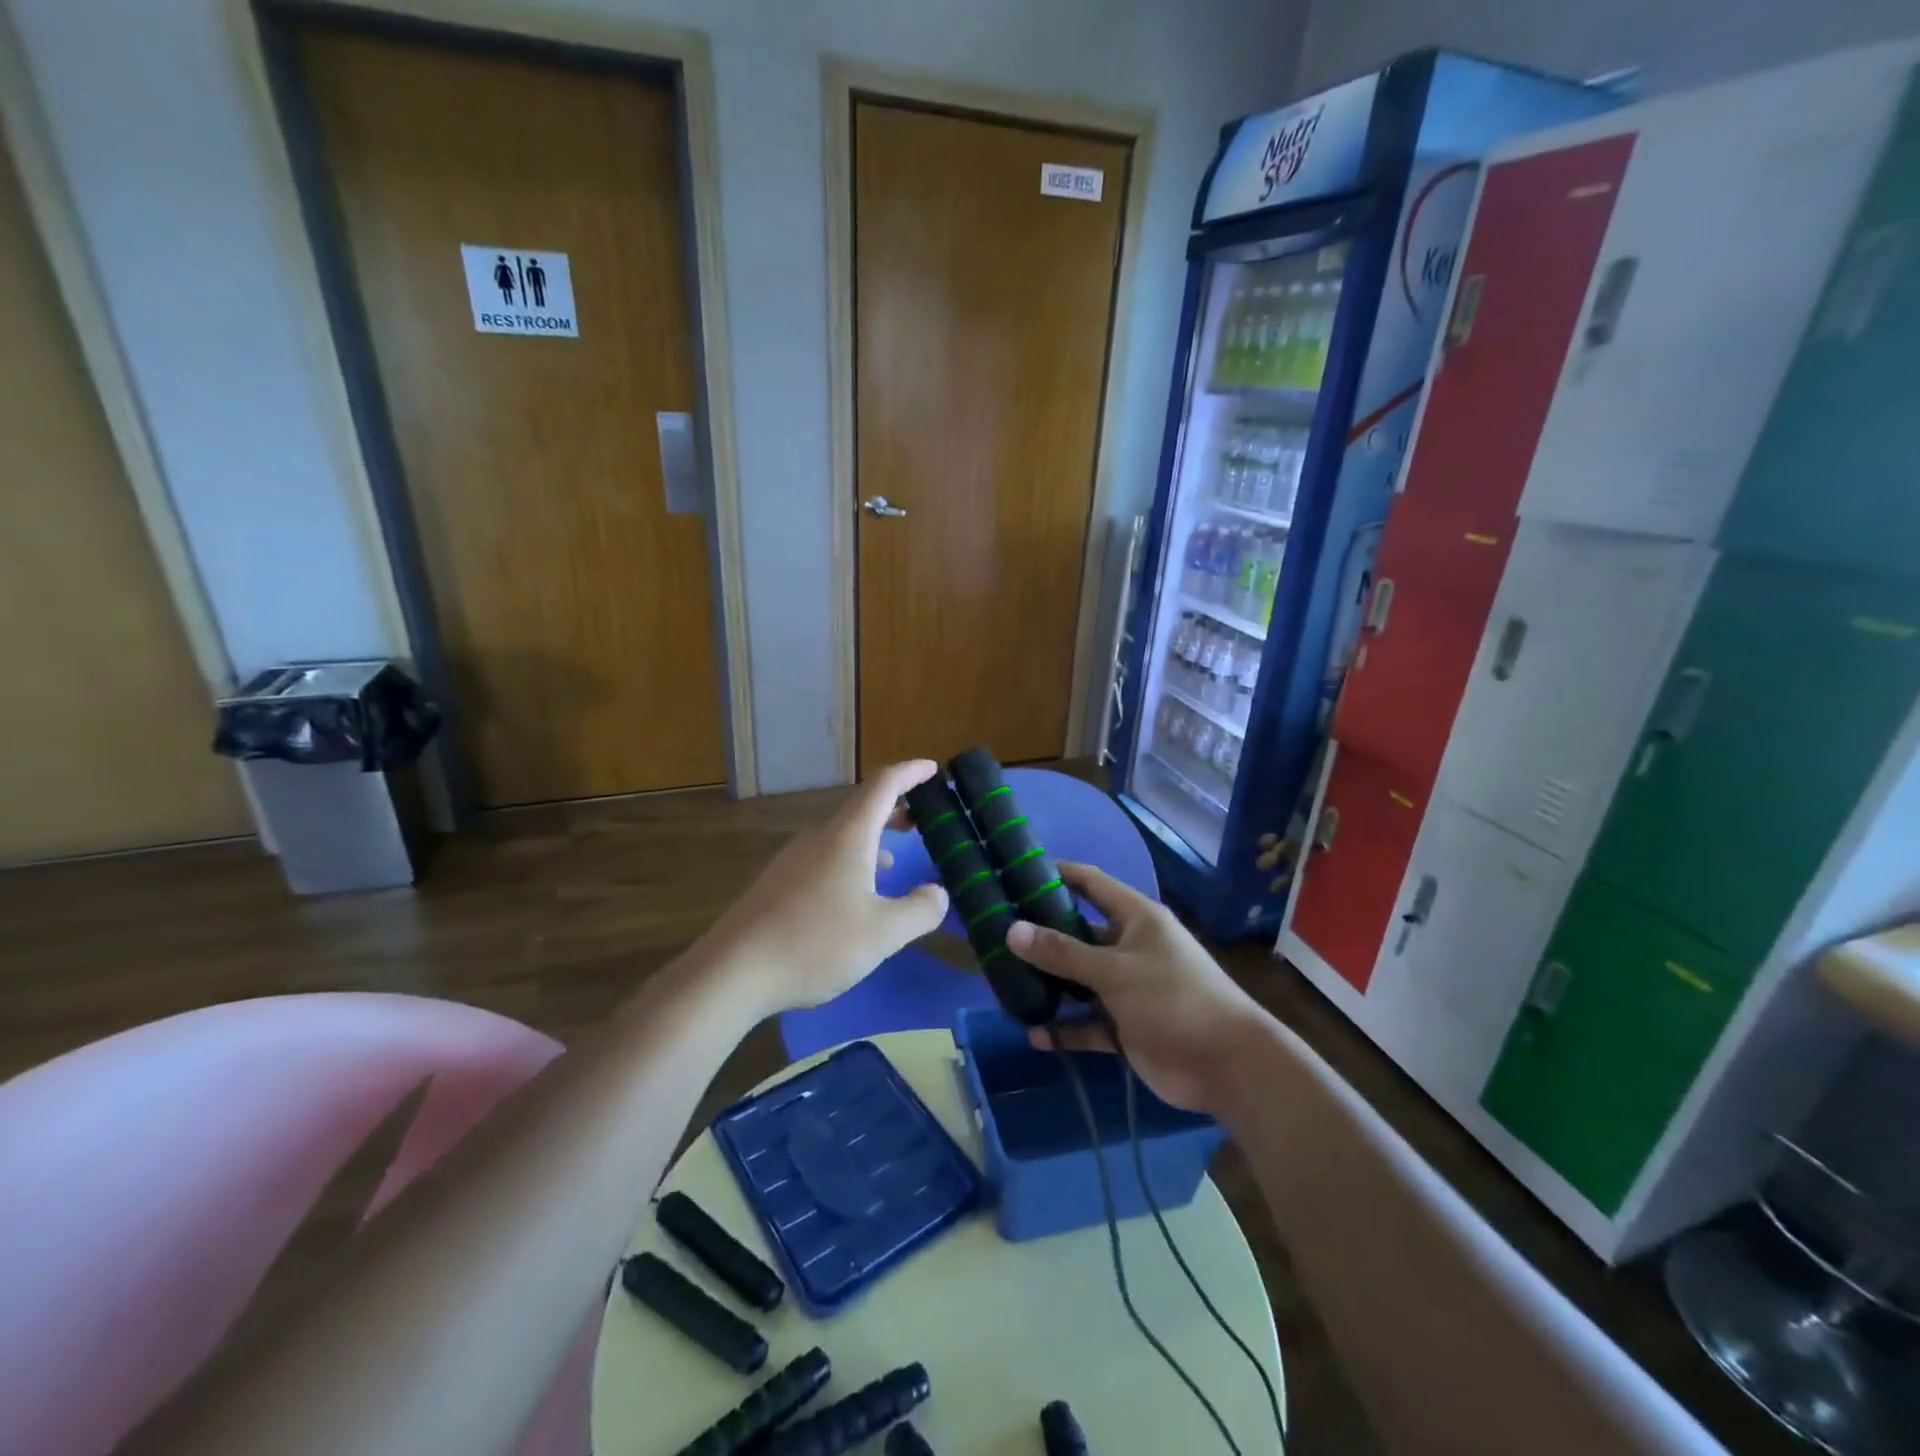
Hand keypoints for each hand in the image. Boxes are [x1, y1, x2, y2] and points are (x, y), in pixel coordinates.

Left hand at [699, 760, 949, 1015]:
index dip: (909, 773)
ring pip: (840, 838)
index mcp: (847, 837)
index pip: (882, 786)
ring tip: (892, 860)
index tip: (931, 768)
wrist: (733, 971)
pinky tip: (851, 896)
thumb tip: (938, 893)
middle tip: (920, 821)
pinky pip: (822, 859)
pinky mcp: (776, 884)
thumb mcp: (883, 933)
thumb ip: (920, 910)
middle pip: (861, 810)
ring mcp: (792, 860)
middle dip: (893, 809)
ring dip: (871, 840)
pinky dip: (849, 862)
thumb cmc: (815, 944)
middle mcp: (818, 839)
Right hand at [1006, 863, 1267, 1115]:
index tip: (1017, 871)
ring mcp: (1128, 989)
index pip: (1092, 884)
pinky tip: (1035, 1035)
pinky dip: (1066, 1029)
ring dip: (1050, 985)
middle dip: (1043, 936)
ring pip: (1080, 981)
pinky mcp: (1127, 1027)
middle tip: (998, 934)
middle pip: (1079, 934)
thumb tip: (1012, 930)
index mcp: (1136, 919)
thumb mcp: (1115, 971)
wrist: (1228, 1065)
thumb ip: (1063, 952)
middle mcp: (1130, 947)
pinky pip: (1089, 1023)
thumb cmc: (1174, 999)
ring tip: (1006, 984)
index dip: (1058, 874)